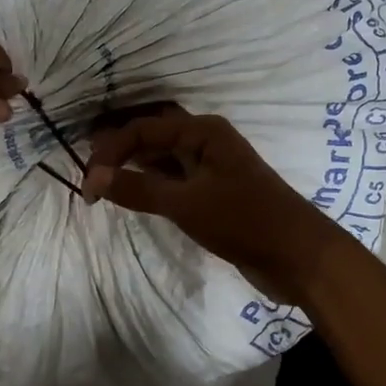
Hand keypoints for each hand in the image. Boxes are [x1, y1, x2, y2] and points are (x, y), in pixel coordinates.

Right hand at [81, 107, 345, 304]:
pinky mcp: (214, 191)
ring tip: (103, 179)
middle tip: (87, 166)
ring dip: (134, 164)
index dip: (110, 151)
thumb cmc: (243, 221)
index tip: (88, 185)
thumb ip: (138, 188)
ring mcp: (211, 165)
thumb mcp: (185, 204)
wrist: (297, 256)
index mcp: (202, 131)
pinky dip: (151, 182)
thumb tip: (95, 176)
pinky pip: (175, 177)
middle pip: (152, 134)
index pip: (143, 129)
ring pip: (163, 156)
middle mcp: (206, 140)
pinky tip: (134, 193)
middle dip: (119, 146)